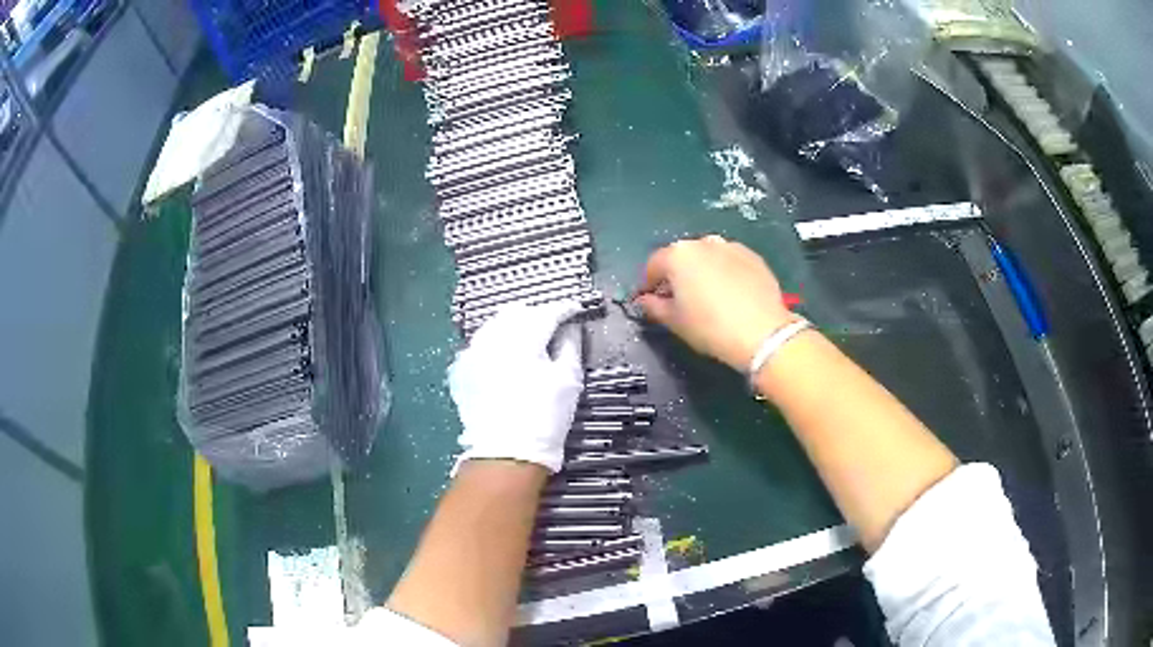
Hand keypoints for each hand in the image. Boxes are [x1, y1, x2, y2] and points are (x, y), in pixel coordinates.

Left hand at [448, 301, 583, 473]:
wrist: (506, 453)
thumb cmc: (545, 416)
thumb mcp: (568, 380)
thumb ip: (570, 345)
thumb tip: (570, 327)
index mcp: (522, 338)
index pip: (546, 312)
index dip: (563, 309)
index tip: (575, 311)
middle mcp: (492, 338)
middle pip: (516, 313)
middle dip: (535, 315)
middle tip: (552, 327)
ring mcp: (472, 353)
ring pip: (494, 326)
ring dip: (512, 328)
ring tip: (527, 341)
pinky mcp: (461, 370)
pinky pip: (479, 345)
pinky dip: (494, 346)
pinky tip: (504, 360)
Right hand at [637, 235, 793, 370]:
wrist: (762, 332)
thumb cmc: (710, 327)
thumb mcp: (674, 321)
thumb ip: (653, 307)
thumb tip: (645, 300)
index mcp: (678, 255)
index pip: (653, 265)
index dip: (648, 284)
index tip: (648, 300)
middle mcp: (703, 243)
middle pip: (681, 257)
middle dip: (676, 275)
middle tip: (678, 299)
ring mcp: (731, 247)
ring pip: (708, 256)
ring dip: (702, 270)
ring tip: (707, 295)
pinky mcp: (753, 257)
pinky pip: (730, 262)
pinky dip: (724, 272)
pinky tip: (730, 294)